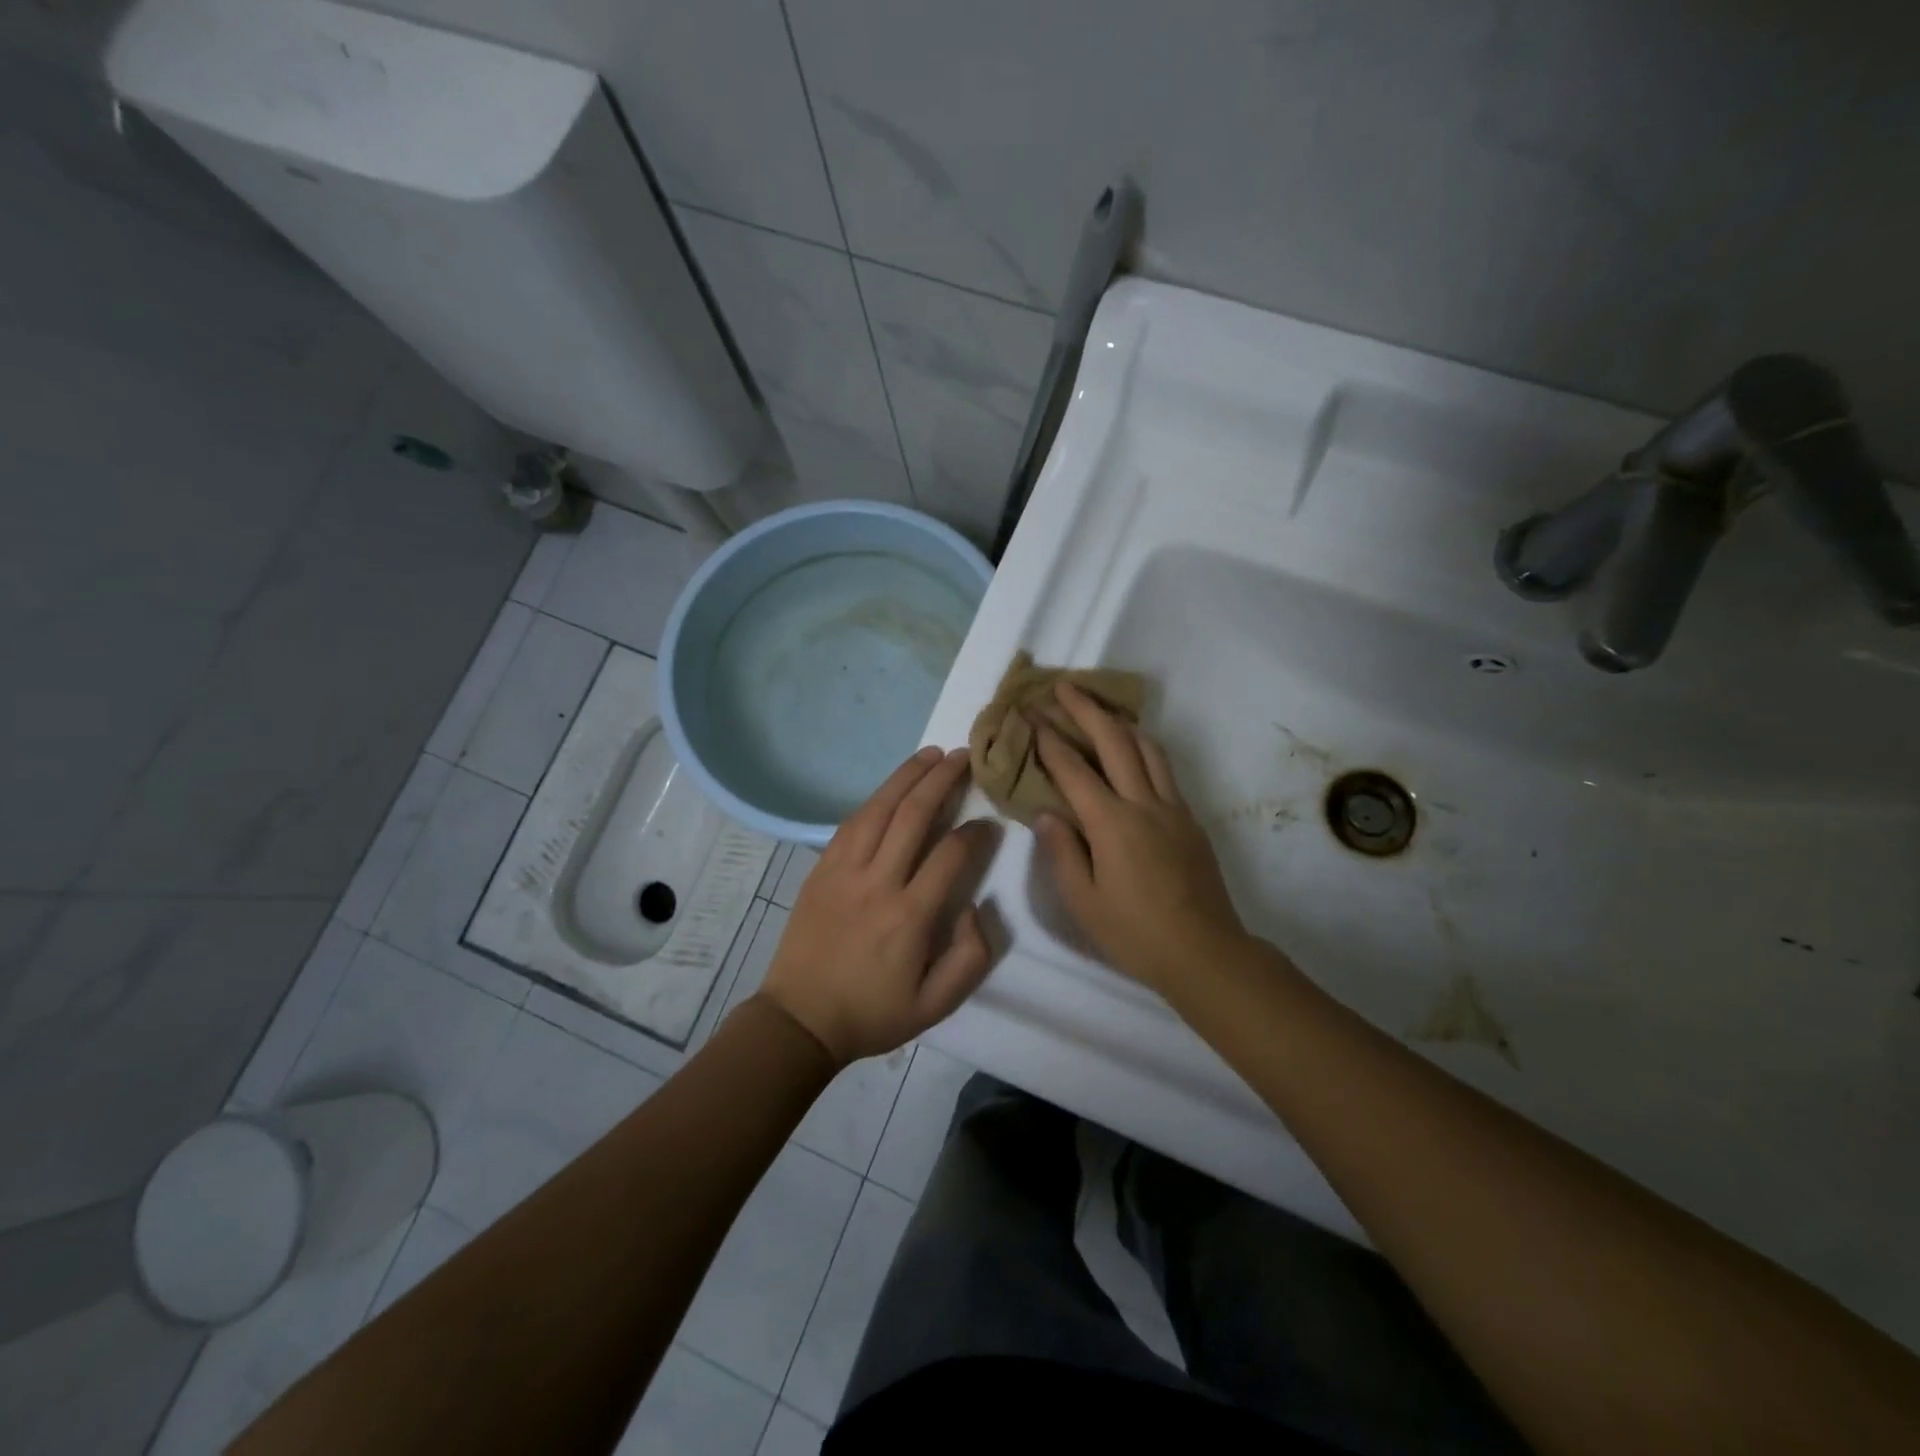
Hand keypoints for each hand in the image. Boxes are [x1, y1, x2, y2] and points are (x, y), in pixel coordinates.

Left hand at [761, 747, 998, 1064]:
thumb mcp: (936, 1005)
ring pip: (879, 808)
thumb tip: (976, 906)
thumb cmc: (873, 1013)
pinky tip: (892, 786)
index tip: (989, 823)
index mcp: (909, 916)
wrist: (800, 1019)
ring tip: (931, 754)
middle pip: (913, 815)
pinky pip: (851, 822)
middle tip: (964, 757)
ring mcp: (843, 870)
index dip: (975, 833)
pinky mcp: (821, 868)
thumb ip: (970, 957)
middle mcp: (877, 882)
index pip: (950, 855)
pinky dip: (876, 798)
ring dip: (907, 776)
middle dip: (942, 780)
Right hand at [1031, 684, 1249, 994]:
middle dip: (1086, 709)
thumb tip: (1047, 813)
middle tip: (1063, 686)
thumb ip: (1062, 852)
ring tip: (1099, 709)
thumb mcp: (1084, 902)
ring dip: (1120, 721)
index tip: (1029, 715)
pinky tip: (1132, 750)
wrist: (1205, 952)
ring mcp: (1172, 808)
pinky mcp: (1190, 818)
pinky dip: (1144, 747)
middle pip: (1115, 741)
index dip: (1048, 740)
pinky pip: (1164, 769)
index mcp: (1112, 824)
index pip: (1073, 770)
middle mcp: (1144, 804)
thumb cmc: (1135, 933)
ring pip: (1148, 747)